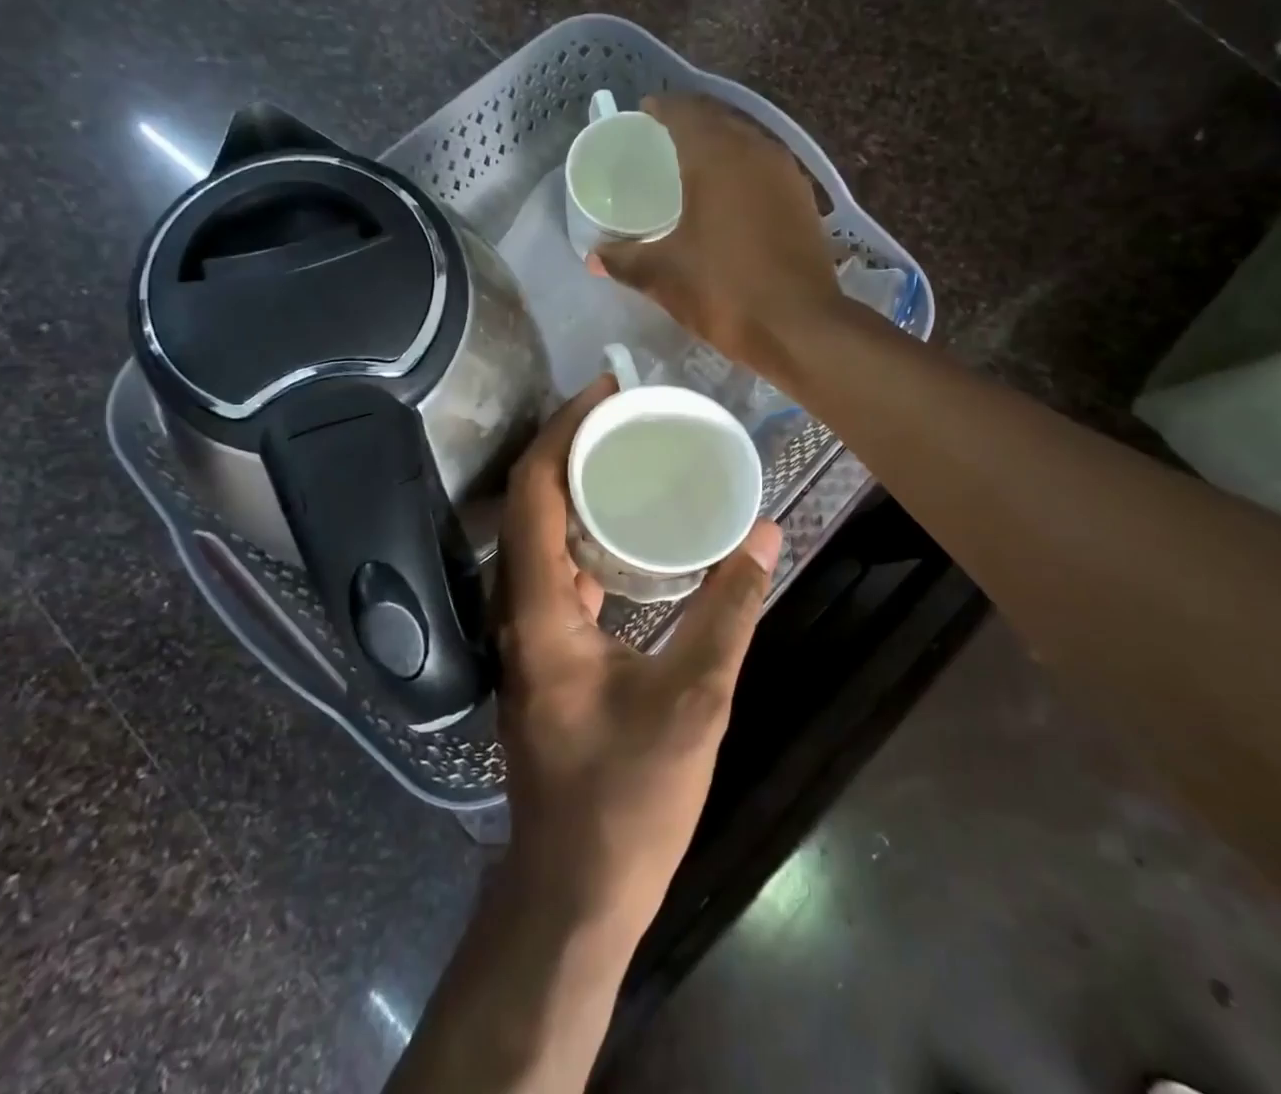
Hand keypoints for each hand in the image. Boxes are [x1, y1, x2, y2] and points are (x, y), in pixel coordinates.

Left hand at [496, 375, 782, 936]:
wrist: (575, 890)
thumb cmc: (627, 799)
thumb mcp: (694, 699)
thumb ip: (729, 611)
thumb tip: (763, 536)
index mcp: (538, 608)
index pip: (535, 490)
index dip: (564, 429)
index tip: (607, 390)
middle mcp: (517, 609)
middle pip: (531, 503)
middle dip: (572, 447)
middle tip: (628, 414)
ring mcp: (528, 633)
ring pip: (542, 537)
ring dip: (577, 490)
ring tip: (631, 455)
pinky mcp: (547, 653)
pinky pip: (558, 571)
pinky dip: (587, 536)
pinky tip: (628, 533)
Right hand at [588, 92, 840, 374]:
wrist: (800, 327)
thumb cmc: (724, 291)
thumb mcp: (663, 276)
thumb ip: (624, 260)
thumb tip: (593, 257)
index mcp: (717, 157)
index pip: (684, 112)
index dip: (660, 109)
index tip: (641, 116)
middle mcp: (755, 152)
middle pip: (717, 120)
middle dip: (688, 123)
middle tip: (660, 142)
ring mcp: (786, 175)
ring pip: (746, 142)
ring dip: (719, 145)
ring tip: (691, 165)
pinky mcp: (803, 200)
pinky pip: (764, 168)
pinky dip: (742, 170)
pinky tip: (728, 196)